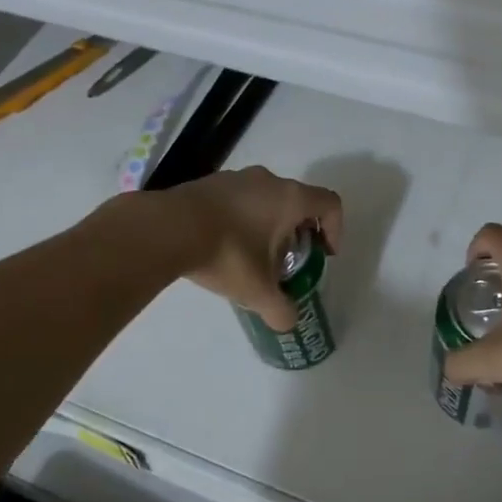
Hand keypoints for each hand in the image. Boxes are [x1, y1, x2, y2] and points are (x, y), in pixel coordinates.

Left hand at [173, 167, 343, 329]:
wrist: (167, 229)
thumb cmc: (226, 253)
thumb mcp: (257, 291)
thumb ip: (280, 310)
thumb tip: (288, 323)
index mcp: (290, 198)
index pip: (330, 204)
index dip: (334, 229)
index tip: (323, 254)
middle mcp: (267, 180)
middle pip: (297, 201)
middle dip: (298, 231)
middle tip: (287, 260)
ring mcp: (235, 177)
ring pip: (265, 198)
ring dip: (268, 224)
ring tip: (253, 255)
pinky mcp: (208, 182)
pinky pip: (237, 199)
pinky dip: (240, 218)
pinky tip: (223, 244)